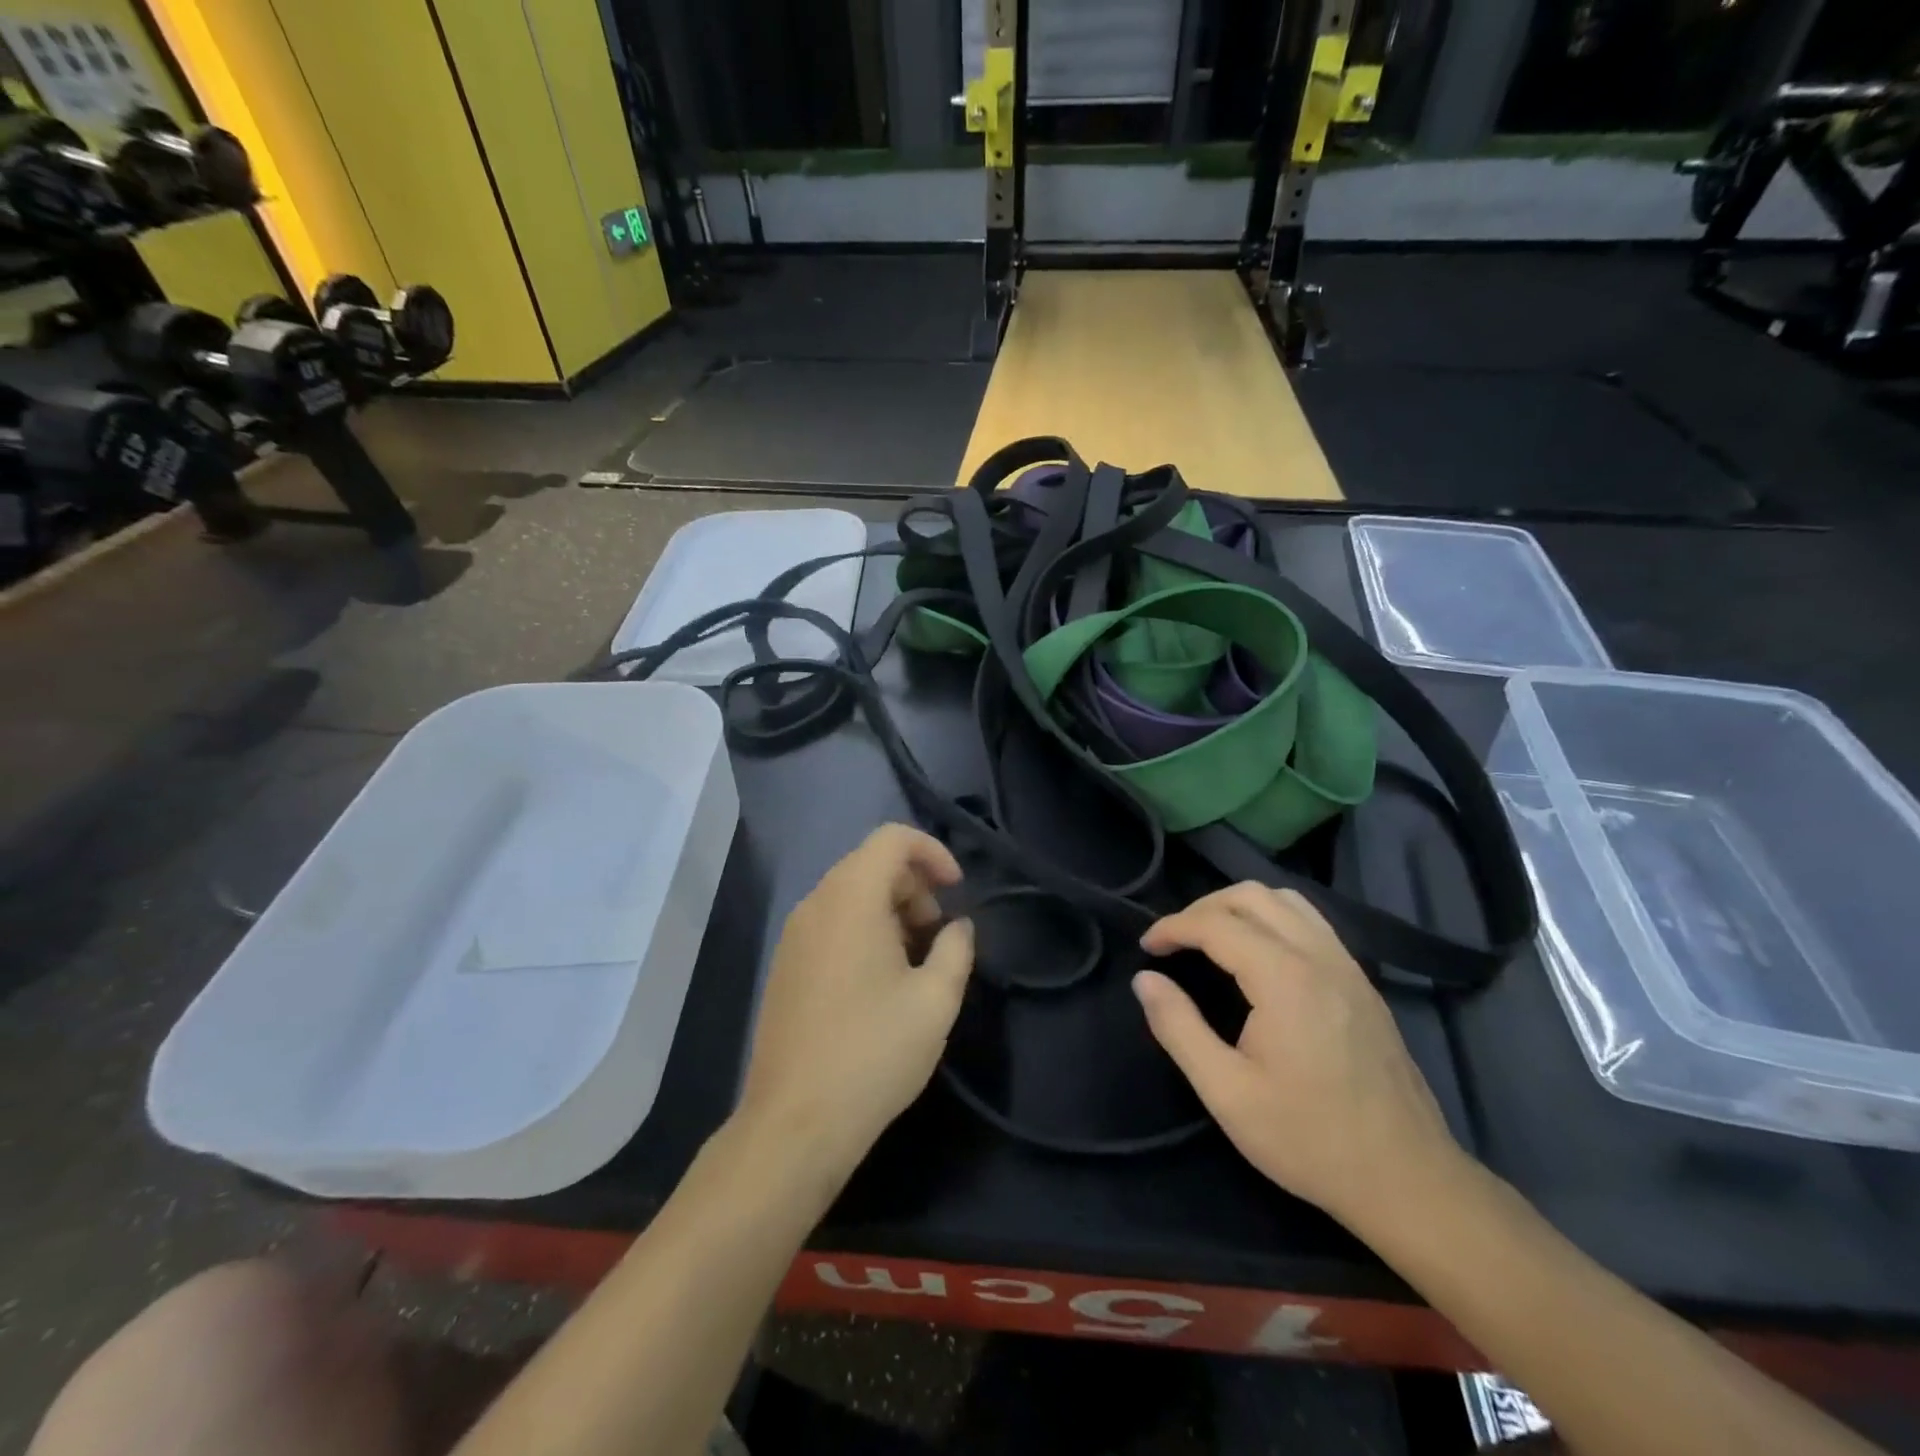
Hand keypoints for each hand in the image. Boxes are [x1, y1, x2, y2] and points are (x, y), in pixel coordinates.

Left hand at [737, 824, 973, 1183]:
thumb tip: (958, 927)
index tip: (957, 890)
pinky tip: (880, 982)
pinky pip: (831, 922)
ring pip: (850, 894)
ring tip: (915, 962)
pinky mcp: (786, 965)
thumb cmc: (873, 1053)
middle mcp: (816, 904)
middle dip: (914, 886)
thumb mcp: (935, 1001)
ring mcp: (794, 935)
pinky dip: (864, 929)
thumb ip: (956, 950)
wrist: (795, 1123)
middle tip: (938, 935)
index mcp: (851, 899)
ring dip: (891, 910)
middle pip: (870, 864)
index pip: (891, 839)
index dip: (932, 852)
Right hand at [1133, 884, 1463, 1232]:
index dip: (1172, 927)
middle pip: (1251, 896)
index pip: (1216, 923)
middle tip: (1174, 941)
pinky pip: (1311, 921)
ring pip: (1286, 901)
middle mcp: (1319, 956)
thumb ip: (1178, 1028)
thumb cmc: (1309, 1139)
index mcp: (1284, 978)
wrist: (1407, 1180)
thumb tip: (1144, 980)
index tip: (1146, 947)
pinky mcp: (1361, 983)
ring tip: (1211, 938)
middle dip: (1203, 908)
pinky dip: (1273, 918)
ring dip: (1240, 906)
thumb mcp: (1227, 1092)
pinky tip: (1259, 953)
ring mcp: (1347, 966)